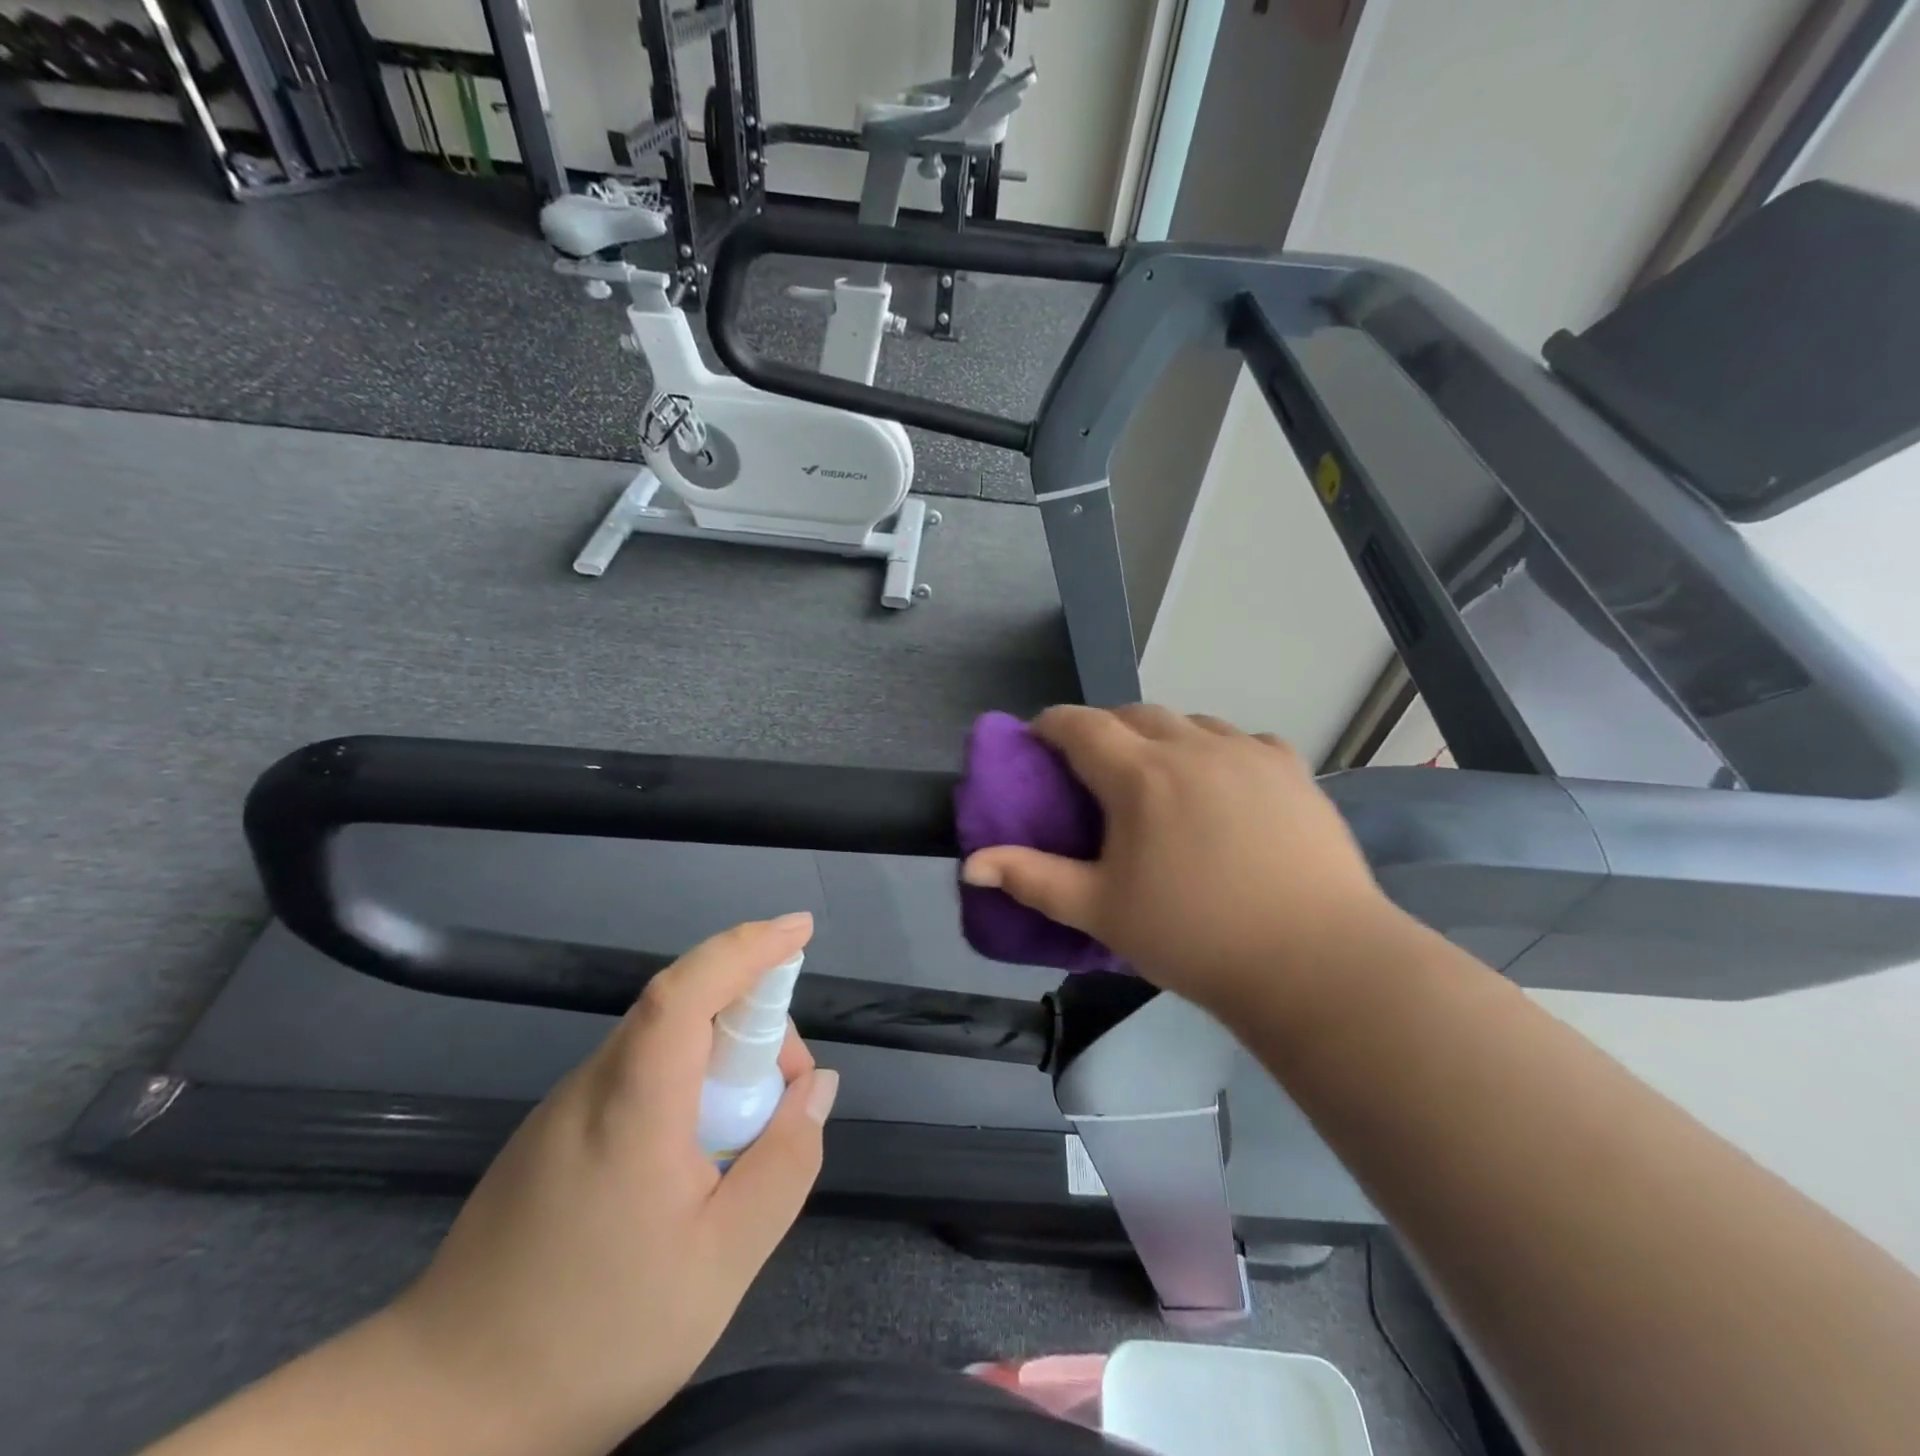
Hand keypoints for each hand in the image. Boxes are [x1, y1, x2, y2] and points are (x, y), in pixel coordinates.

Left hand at [382, 914, 837, 1455]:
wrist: (438, 1414)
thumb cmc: (594, 1335)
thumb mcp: (722, 1261)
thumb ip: (784, 1162)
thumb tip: (818, 1086)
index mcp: (633, 1103)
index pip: (689, 988)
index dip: (748, 946)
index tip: (801, 929)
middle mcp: (594, 1084)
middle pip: (686, 1007)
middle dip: (755, 1022)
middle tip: (789, 1093)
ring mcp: (566, 1107)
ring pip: (664, 1042)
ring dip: (724, 1058)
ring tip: (749, 1136)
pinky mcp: (553, 1134)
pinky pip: (639, 1076)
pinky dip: (689, 1084)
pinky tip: (698, 1157)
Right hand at [961, 706, 1396, 1016]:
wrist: (1313, 961)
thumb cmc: (1193, 936)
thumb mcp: (1100, 910)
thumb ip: (1032, 878)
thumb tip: (971, 863)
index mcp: (1140, 775)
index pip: (1080, 725)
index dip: (1051, 725)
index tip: (1038, 742)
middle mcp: (1192, 746)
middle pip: (1134, 713)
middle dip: (1104, 730)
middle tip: (1096, 769)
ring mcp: (1247, 752)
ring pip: (1189, 722)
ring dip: (1162, 737)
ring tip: (1160, 777)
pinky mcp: (1291, 768)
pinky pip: (1240, 740)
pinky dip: (1216, 750)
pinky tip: (1221, 786)